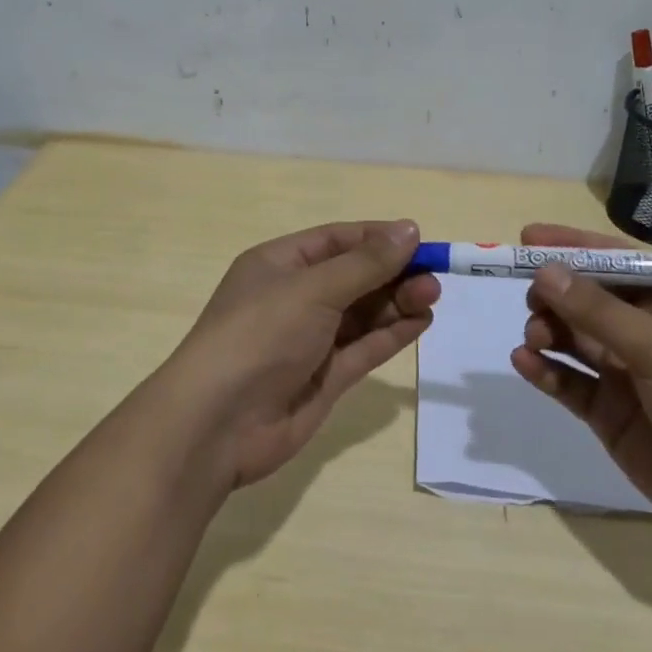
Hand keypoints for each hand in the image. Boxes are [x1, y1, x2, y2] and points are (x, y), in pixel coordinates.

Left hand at [160, 221, 439, 488]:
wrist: (218, 423)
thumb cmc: (260, 335)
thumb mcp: (313, 289)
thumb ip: (365, 264)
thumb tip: (409, 228)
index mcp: (279, 265)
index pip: (336, 240)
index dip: (377, 238)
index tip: (419, 240)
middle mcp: (294, 298)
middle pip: (353, 277)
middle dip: (393, 273)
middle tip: (434, 277)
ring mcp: (310, 340)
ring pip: (362, 313)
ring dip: (397, 302)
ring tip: (432, 296)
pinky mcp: (325, 377)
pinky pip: (364, 347)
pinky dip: (392, 334)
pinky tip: (421, 321)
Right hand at [509, 223, 651, 558]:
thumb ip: (598, 311)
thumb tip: (544, 271)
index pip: (616, 260)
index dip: (572, 247)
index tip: (527, 238)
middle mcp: (646, 330)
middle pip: (587, 298)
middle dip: (555, 294)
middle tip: (532, 300)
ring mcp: (626, 372)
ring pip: (572, 338)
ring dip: (547, 331)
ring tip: (535, 338)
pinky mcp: (609, 411)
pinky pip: (569, 381)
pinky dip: (545, 370)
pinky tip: (525, 363)